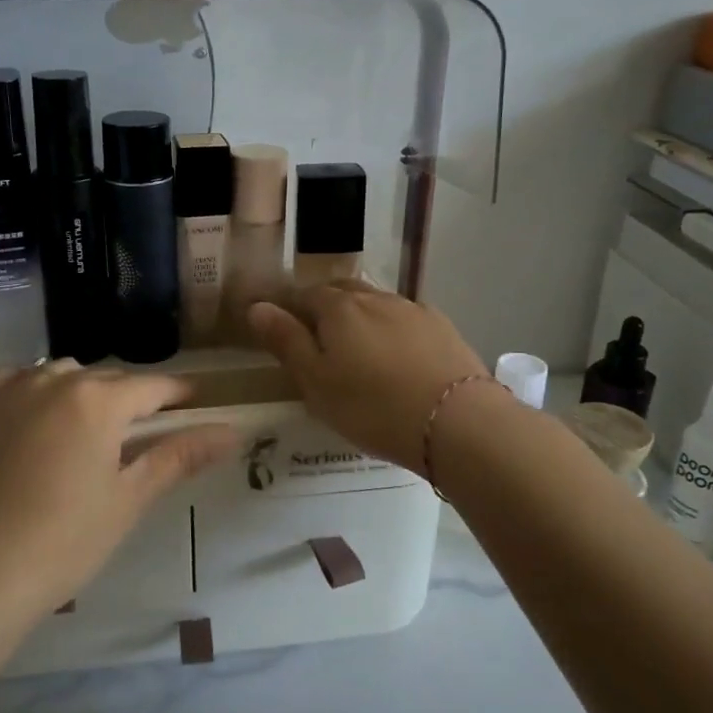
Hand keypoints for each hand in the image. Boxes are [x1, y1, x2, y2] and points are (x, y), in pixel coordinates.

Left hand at [0, 362, 241, 622]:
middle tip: (137, 433)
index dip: (178, 393)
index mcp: (97, 401)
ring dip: (79, 393)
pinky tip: (32, 423)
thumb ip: (179, 456)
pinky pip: (15, 382)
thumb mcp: (129, 499)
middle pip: (106, 380)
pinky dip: (32, 393)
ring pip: (59, 375)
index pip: (152, 387)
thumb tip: (232, 432)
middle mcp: (53, 380)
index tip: (195, 400)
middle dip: (128, 399)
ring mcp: (8, 390)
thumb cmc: (64, 542)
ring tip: (82, 431)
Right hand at [247, 282, 489, 472]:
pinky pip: (405, 319)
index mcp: (338, 308)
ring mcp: (412, 309)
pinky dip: (392, 330)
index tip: (284, 330)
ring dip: (361, 317)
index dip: (290, 309)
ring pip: (376, 303)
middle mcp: (374, 298)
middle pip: (342, 291)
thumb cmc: (372, 406)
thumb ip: (285, 341)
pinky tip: (397, 354)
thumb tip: (256, 306)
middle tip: (319, 339)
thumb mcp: (315, 381)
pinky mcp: (442, 328)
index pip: (304, 295)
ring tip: (358, 348)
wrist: (456, 421)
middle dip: (326, 307)